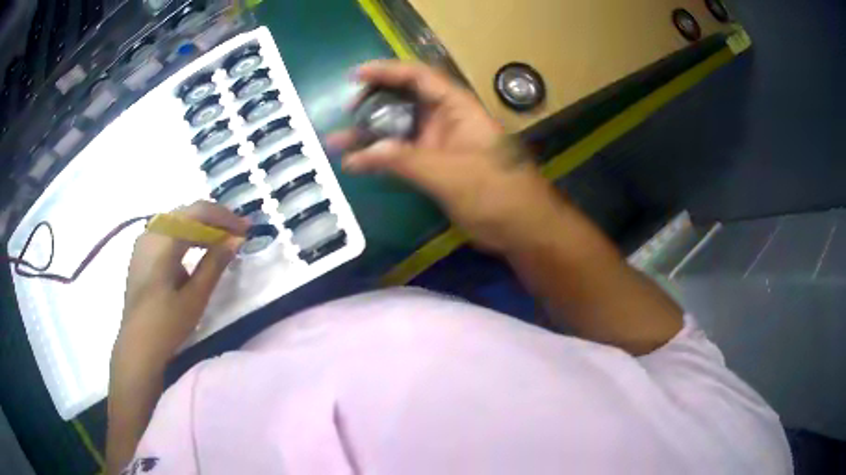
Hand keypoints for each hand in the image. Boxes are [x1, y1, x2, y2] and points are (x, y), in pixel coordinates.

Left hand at [114, 201, 248, 369]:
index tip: (245, 228)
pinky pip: (167, 230)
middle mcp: (151, 232)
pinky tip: (196, 248)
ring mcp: (144, 240)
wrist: (137, 345)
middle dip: (214, 219)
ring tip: (221, 240)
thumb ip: (214, 264)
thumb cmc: (167, 325)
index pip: (198, 212)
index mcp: (163, 241)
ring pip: (177, 220)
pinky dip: (186, 234)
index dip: (224, 217)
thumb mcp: (195, 297)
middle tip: (236, 233)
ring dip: (201, 226)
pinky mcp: (142, 251)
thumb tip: (235, 240)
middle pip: (187, 212)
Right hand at [328, 60, 562, 251]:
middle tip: (346, 111)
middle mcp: (447, 120)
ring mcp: (440, 144)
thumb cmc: (497, 194)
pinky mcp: (435, 167)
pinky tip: (355, 163)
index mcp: (458, 108)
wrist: (523, 229)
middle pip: (405, 99)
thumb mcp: (450, 174)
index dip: (388, 71)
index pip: (420, 77)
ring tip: (337, 139)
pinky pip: (402, 155)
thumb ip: (405, 160)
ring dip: (370, 133)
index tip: (356, 75)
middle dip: (374, 101)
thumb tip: (360, 154)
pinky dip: (380, 157)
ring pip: (400, 129)